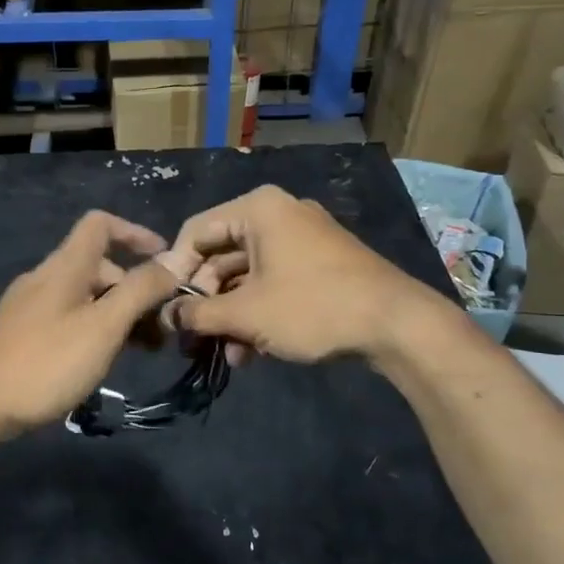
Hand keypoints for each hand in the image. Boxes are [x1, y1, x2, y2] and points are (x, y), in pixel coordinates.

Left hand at [0, 210, 191, 440]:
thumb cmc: (44, 362)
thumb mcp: (102, 326)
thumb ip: (139, 291)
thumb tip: (174, 260)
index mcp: (64, 267)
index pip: (100, 224)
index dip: (135, 233)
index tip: (166, 262)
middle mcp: (44, 278)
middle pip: (97, 266)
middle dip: (134, 289)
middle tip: (161, 328)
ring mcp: (27, 307)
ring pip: (83, 297)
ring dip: (116, 314)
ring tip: (141, 351)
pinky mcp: (18, 335)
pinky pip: (65, 319)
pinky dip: (92, 330)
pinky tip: (100, 362)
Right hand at [164, 185, 445, 363]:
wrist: (396, 324)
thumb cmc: (312, 307)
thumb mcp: (246, 314)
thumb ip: (198, 313)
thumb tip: (169, 316)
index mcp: (257, 209)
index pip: (195, 231)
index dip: (176, 271)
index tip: (167, 308)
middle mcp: (278, 214)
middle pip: (221, 254)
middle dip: (207, 301)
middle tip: (195, 337)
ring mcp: (302, 238)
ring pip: (248, 274)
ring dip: (232, 314)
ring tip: (227, 353)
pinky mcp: (319, 262)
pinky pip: (274, 281)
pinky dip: (259, 311)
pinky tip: (253, 350)